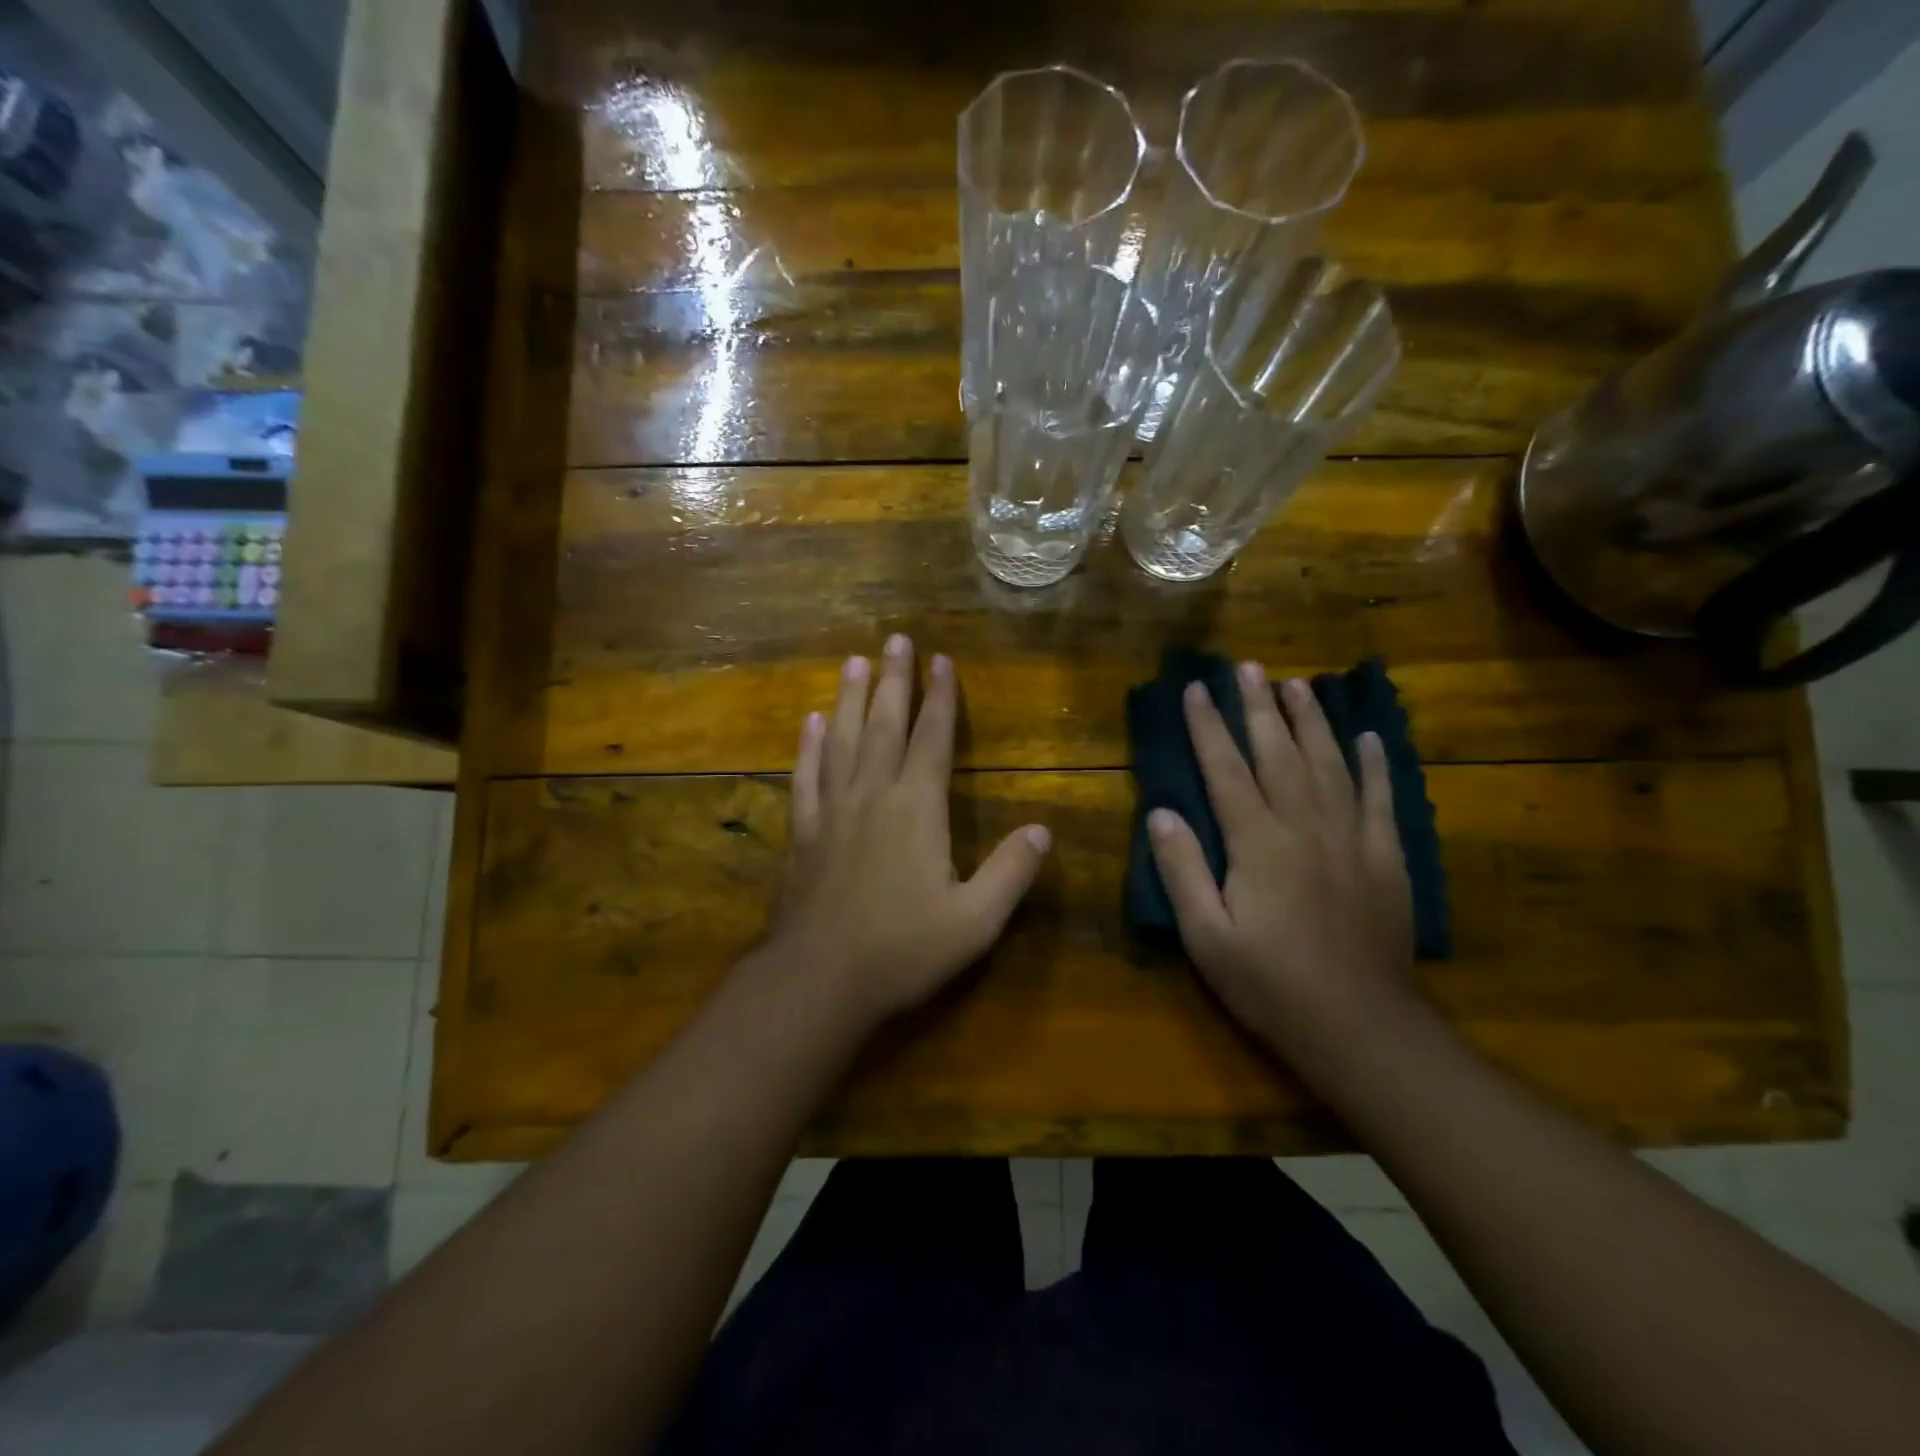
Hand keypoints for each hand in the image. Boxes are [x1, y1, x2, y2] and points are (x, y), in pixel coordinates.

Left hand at [759, 635, 1051, 1027]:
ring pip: (841, 739)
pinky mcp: (802, 832)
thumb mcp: (975, 921)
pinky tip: (809, 723)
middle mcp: (872, 795)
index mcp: (917, 808)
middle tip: (894, 639)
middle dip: (893, 680)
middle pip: (884, 724)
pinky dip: (808, 746)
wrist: (819, 980)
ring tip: (853, 661)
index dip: (940, 698)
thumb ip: (1011, 872)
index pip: (932, 739)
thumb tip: (1044, 829)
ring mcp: (832, 811)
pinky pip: (806, 776)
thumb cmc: (903, 949)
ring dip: (848, 698)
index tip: (942, 660)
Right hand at [1147, 662, 1417, 1059]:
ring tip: (1298, 685)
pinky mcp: (1386, 858)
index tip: (1194, 689)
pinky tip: (1369, 736)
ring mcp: (1352, 838)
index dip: (1207, 727)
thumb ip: (1182, 869)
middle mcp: (1305, 825)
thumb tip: (1161, 812)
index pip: (1226, 769)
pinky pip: (1380, 797)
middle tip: (1249, 667)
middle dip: (1259, 707)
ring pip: (1329, 763)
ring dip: (1311, 721)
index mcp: (1258, 842)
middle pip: (1279, 753)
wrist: (1360, 1027)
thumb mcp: (1206, 936)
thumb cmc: (1270, 984)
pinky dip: (1375, 763)